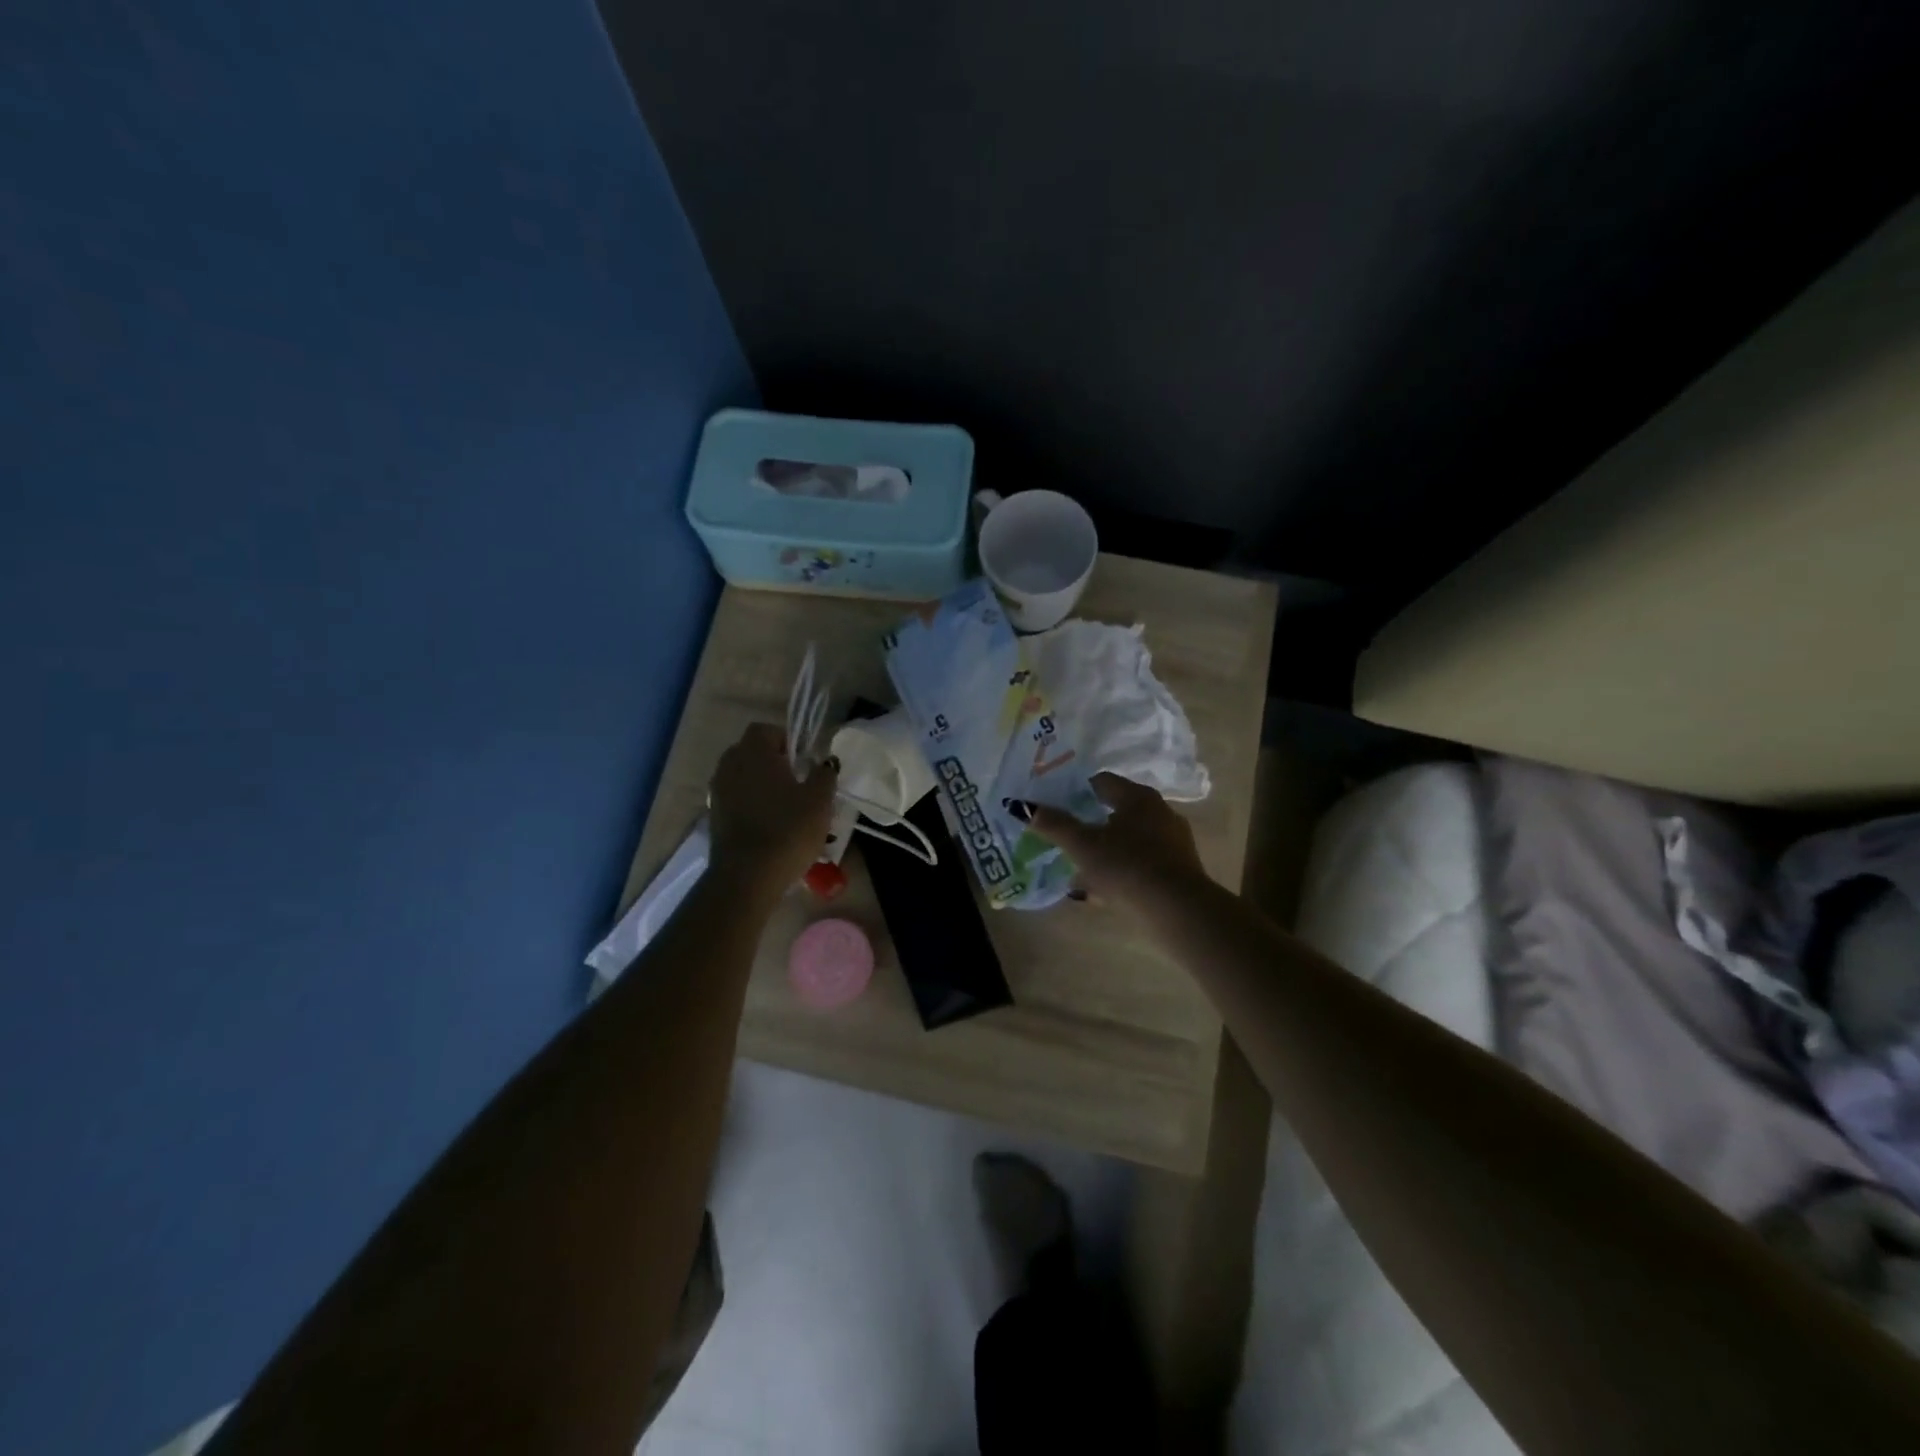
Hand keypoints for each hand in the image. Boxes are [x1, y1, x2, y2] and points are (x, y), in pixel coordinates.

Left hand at [707, 724, 837, 897]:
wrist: (748, 876)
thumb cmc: (788, 829)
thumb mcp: (819, 800)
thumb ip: (824, 774)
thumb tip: (826, 762)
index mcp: (753, 752)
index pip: (766, 730)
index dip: (786, 740)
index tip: (804, 761)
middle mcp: (729, 765)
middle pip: (751, 752)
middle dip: (773, 762)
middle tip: (797, 782)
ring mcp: (718, 792)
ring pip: (743, 777)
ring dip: (761, 785)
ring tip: (785, 807)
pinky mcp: (715, 817)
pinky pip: (736, 799)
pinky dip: (751, 805)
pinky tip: (770, 825)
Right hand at [1021, 773, 1209, 906]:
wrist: (1178, 910)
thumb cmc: (1127, 867)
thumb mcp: (1083, 846)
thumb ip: (1054, 825)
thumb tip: (1021, 806)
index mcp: (1137, 797)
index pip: (1102, 782)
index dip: (1077, 791)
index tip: (1058, 806)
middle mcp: (1160, 811)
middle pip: (1117, 811)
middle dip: (1092, 825)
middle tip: (1068, 838)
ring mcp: (1174, 841)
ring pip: (1130, 839)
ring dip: (1107, 851)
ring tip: (1082, 870)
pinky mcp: (1180, 869)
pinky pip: (1143, 862)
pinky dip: (1123, 870)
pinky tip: (1106, 891)